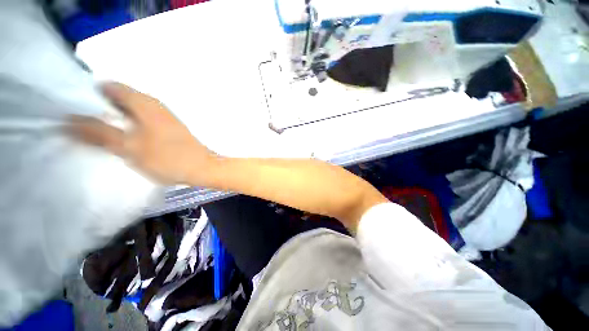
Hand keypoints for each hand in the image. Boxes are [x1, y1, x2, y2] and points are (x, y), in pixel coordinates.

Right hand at [69, 82, 215, 184]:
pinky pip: (141, 120)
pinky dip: (127, 124)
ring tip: (96, 131)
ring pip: (130, 110)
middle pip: (119, 98)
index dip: (89, 94)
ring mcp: (162, 116)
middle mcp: (154, 104)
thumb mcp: (129, 147)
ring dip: (112, 117)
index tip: (73, 107)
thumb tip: (69, 120)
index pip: (109, 86)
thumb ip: (99, 133)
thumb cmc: (168, 158)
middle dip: (98, 107)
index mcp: (144, 102)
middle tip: (80, 123)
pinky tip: (121, 137)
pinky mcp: (167, 127)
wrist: (202, 167)